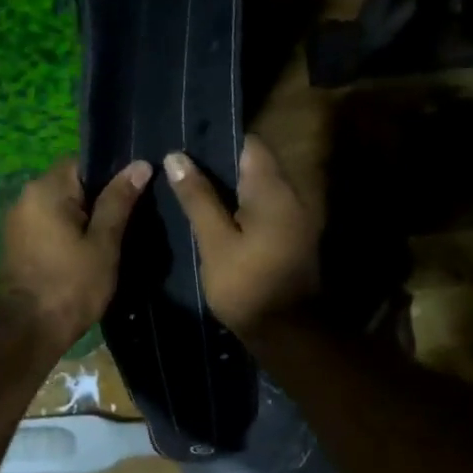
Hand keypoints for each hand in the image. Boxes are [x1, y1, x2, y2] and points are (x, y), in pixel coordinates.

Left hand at [0, 157, 151, 351]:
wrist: (25, 331)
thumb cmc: (70, 285)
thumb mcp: (103, 244)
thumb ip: (119, 202)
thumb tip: (139, 165)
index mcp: (46, 188)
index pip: (84, 162)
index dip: (112, 174)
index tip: (136, 193)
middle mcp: (26, 198)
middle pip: (71, 186)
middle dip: (100, 200)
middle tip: (132, 219)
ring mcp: (18, 223)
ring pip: (61, 210)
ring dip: (84, 221)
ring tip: (114, 239)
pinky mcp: (17, 246)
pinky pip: (50, 228)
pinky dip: (69, 236)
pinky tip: (89, 254)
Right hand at [164, 134, 320, 337]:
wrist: (286, 332)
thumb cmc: (247, 285)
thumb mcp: (215, 241)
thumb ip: (198, 198)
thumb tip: (176, 156)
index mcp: (274, 190)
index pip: (250, 144)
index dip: (218, 141)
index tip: (187, 146)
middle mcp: (292, 195)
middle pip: (256, 165)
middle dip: (220, 165)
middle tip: (182, 170)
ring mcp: (296, 218)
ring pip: (260, 190)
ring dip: (230, 189)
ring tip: (193, 192)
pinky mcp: (293, 238)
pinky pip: (265, 210)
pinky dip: (242, 209)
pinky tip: (216, 219)